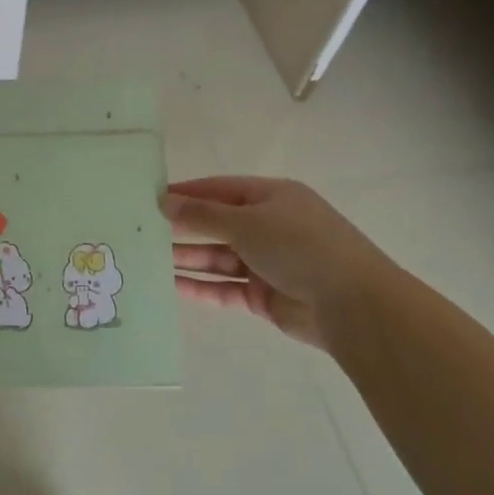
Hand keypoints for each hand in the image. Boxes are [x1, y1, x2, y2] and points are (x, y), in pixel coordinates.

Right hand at [164, 176, 393, 348]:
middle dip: (182, 227)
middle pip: (217, 224)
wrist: (352, 305)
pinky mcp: (264, 296)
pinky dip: (200, 286)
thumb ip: (202, 214)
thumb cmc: (299, 246)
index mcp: (272, 197)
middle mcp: (269, 227)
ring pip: (218, 258)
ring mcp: (267, 263)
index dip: (186, 193)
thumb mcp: (246, 221)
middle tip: (141, 230)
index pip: (219, 189)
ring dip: (187, 257)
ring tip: (147, 258)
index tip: (149, 198)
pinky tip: (170, 286)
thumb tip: (164, 201)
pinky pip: (225, 288)